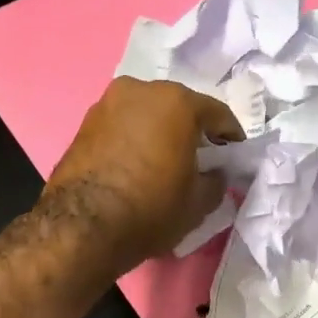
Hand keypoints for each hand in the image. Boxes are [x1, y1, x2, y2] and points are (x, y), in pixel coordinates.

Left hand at [42, 77, 243, 276]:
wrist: (81, 227)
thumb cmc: (150, 209)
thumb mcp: (198, 204)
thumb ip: (216, 182)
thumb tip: (215, 174)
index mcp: (177, 102)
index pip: (217, 114)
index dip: (230, 137)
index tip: (235, 155)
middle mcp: (141, 90)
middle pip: (178, 107)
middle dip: (192, 130)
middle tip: (200, 158)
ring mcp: (108, 103)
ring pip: (146, 114)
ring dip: (160, 132)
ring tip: (166, 162)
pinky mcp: (84, 123)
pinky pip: (122, 127)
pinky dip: (134, 139)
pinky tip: (138, 165)